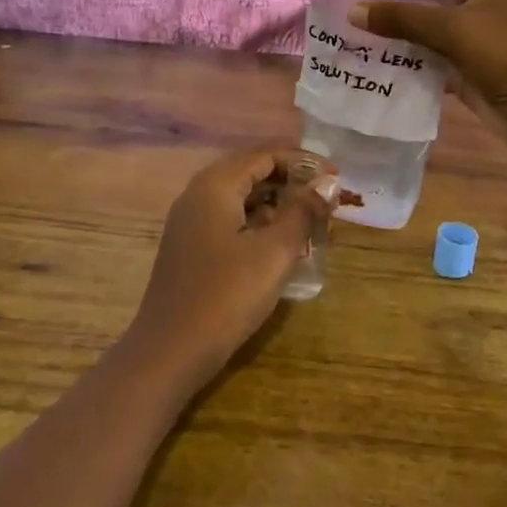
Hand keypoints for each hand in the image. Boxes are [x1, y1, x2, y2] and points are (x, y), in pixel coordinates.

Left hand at [122, 148, 333, 389]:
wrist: (170, 352)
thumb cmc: (226, 295)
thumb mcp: (275, 252)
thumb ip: (303, 211)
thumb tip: (328, 182)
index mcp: (215, 185)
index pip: (265, 154)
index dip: (304, 162)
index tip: (337, 178)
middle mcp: (199, 194)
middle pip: (251, 171)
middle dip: (292, 180)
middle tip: (327, 198)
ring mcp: (191, 221)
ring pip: (241, 197)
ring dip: (277, 202)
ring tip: (312, 219)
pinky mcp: (192, 246)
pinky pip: (231, 218)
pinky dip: (259, 222)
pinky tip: (282, 242)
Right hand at [349, 0, 506, 162]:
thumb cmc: (500, 53)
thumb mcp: (450, 28)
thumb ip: (401, 17)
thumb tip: (353, 10)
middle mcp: (483, 0)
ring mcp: (476, 32)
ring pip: (432, 19)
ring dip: (402, 20)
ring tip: (363, 17)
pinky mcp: (468, 61)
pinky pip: (432, 49)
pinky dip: (410, 49)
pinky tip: (379, 50)